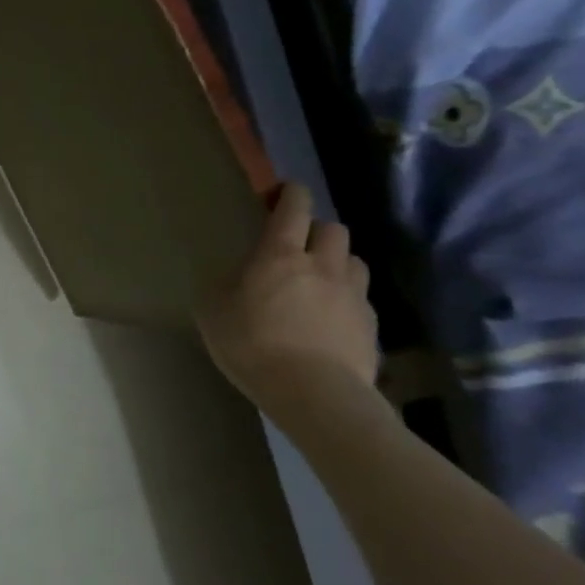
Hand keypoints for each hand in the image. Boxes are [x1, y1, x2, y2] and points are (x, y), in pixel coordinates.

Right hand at [197, 182, 378, 412]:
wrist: (313, 393)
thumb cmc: (252, 345)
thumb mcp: (212, 311)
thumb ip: (224, 284)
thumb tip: (236, 276)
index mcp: (279, 255)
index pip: (293, 208)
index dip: (291, 194)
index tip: (285, 191)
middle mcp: (322, 265)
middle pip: (332, 229)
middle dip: (316, 230)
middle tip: (298, 246)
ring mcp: (353, 294)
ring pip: (353, 260)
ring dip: (337, 262)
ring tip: (320, 280)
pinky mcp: (371, 325)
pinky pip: (361, 298)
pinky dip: (347, 298)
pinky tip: (332, 319)